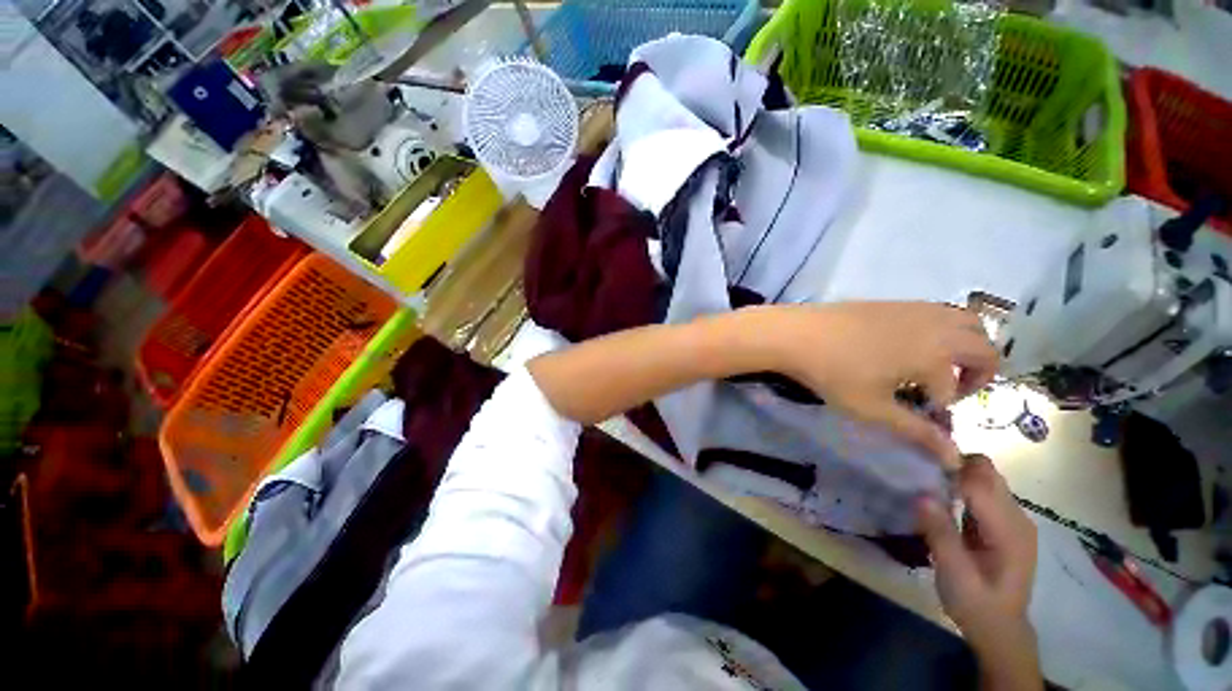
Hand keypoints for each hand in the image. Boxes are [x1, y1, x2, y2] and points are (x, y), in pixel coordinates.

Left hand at [772, 302, 996, 466]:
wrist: (796, 334)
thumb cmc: (833, 373)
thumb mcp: (874, 408)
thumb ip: (917, 432)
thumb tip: (954, 459)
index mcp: (937, 353)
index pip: (953, 391)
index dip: (941, 411)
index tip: (921, 419)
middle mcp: (938, 325)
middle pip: (984, 346)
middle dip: (978, 374)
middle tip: (947, 392)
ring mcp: (916, 309)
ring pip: (967, 322)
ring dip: (967, 346)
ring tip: (935, 367)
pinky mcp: (895, 302)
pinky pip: (939, 312)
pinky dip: (945, 329)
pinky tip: (911, 347)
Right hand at [918, 456, 1040, 689]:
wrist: (1000, 629)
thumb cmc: (976, 604)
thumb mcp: (954, 575)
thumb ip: (941, 534)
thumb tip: (921, 495)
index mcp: (1008, 531)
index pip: (981, 482)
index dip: (950, 468)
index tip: (917, 463)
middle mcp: (1017, 518)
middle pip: (988, 473)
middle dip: (955, 465)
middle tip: (920, 472)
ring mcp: (1013, 520)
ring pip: (987, 478)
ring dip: (958, 474)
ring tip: (927, 482)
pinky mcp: (1005, 524)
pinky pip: (985, 492)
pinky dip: (963, 486)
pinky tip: (943, 498)